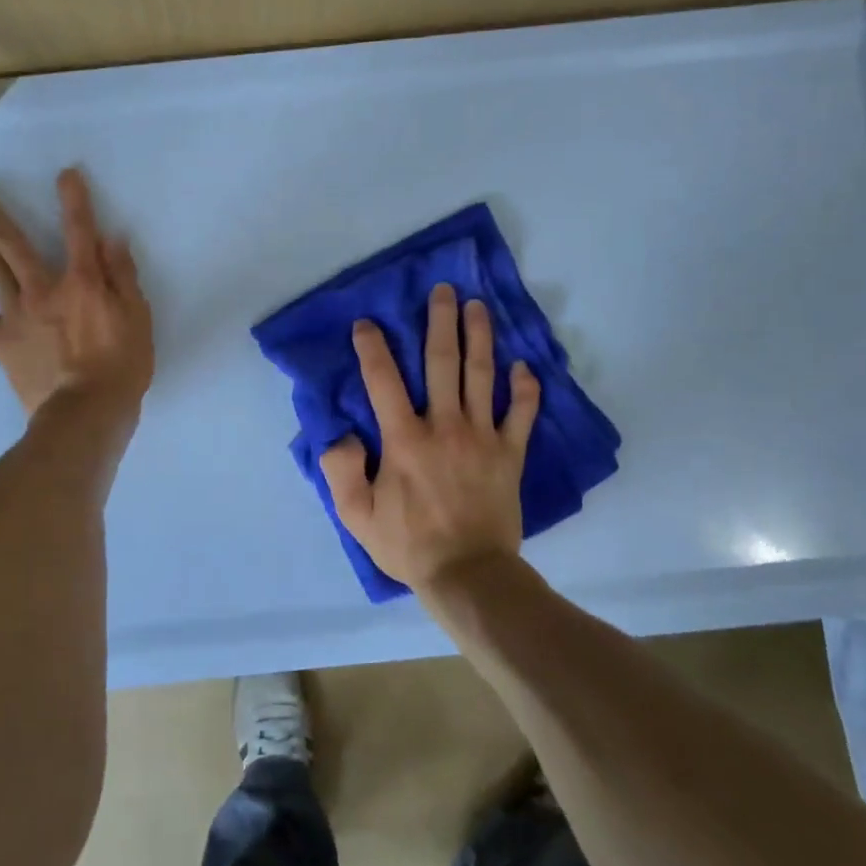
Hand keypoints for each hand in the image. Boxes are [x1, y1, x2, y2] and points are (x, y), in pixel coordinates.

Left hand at [0, 169, 153, 421]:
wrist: (84, 414)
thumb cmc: (121, 367)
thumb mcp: (138, 319)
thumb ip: (123, 277)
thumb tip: (111, 239)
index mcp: (82, 282)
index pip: (79, 231)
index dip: (74, 200)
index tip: (65, 174)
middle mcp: (43, 289)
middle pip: (14, 244)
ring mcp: (16, 315)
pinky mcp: (0, 342)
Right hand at [318, 283, 539, 595]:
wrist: (468, 574)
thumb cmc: (408, 544)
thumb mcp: (356, 515)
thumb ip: (340, 470)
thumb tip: (340, 434)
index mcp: (404, 439)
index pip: (384, 380)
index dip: (373, 348)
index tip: (367, 323)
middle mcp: (445, 426)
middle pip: (443, 364)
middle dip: (440, 323)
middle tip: (443, 291)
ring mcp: (483, 437)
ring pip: (482, 377)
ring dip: (480, 338)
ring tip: (478, 307)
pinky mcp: (510, 453)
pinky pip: (521, 414)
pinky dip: (525, 389)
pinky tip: (524, 366)